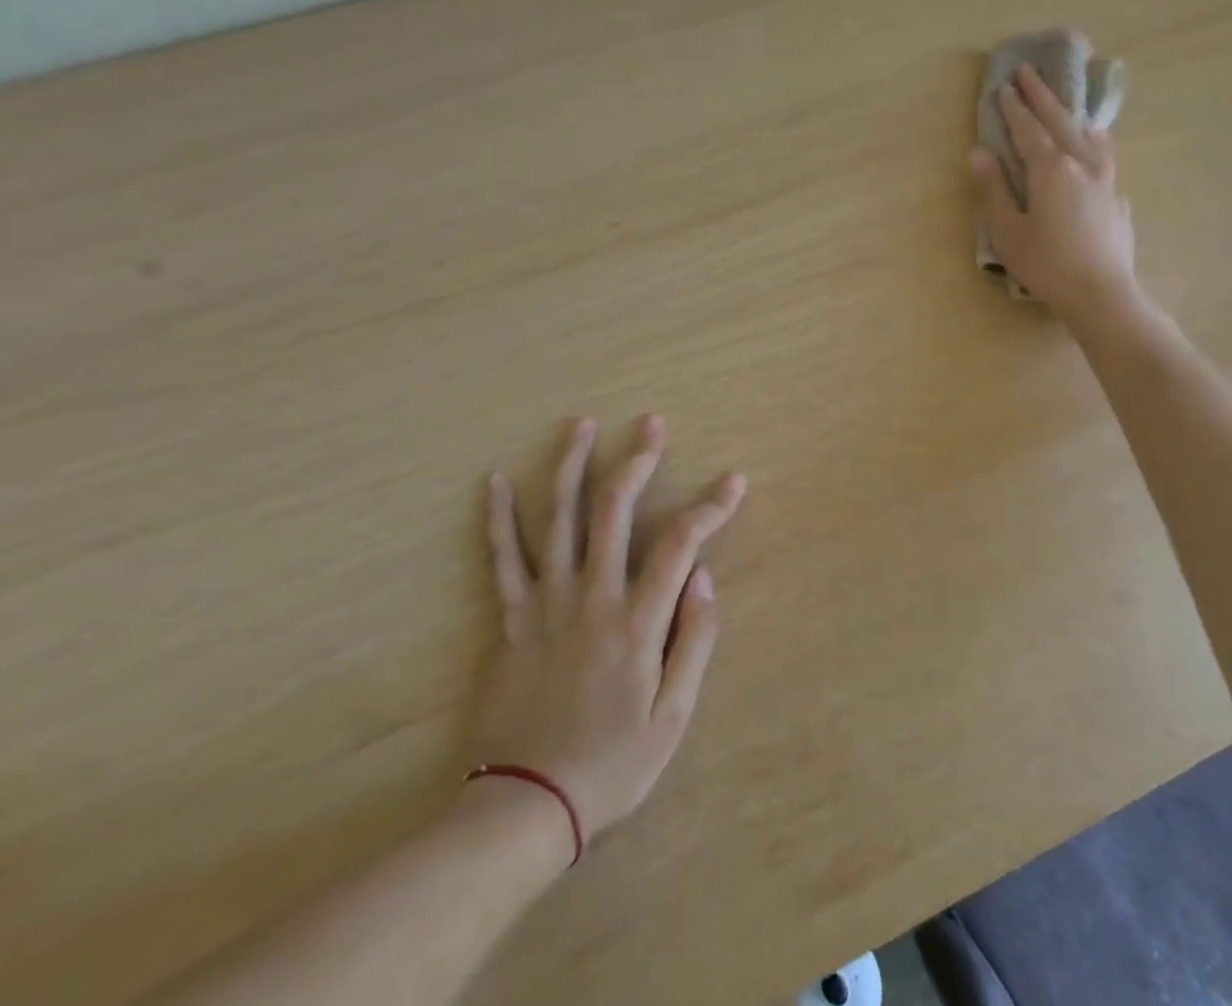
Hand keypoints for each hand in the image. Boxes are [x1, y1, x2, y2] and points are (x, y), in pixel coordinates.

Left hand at [471, 415, 742, 853]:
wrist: (524, 807)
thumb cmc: (611, 764)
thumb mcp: (672, 717)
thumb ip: (693, 641)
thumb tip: (702, 576)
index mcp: (635, 621)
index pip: (679, 544)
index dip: (710, 507)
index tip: (733, 482)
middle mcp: (590, 597)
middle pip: (613, 510)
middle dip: (638, 460)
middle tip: (651, 423)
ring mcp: (544, 603)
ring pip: (557, 519)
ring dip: (570, 465)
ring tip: (581, 423)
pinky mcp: (510, 618)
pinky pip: (502, 558)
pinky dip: (499, 517)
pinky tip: (498, 480)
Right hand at [970, 65, 1138, 319]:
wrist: (1102, 294)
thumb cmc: (1047, 265)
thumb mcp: (1008, 230)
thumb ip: (993, 189)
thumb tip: (979, 152)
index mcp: (1051, 169)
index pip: (1028, 129)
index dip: (1014, 107)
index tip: (1005, 85)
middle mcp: (1082, 165)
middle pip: (1060, 121)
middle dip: (1042, 95)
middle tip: (1028, 71)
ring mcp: (1106, 181)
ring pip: (1090, 135)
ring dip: (1073, 114)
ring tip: (1067, 104)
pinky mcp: (1118, 199)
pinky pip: (1106, 157)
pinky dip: (1095, 142)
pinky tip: (1096, 148)